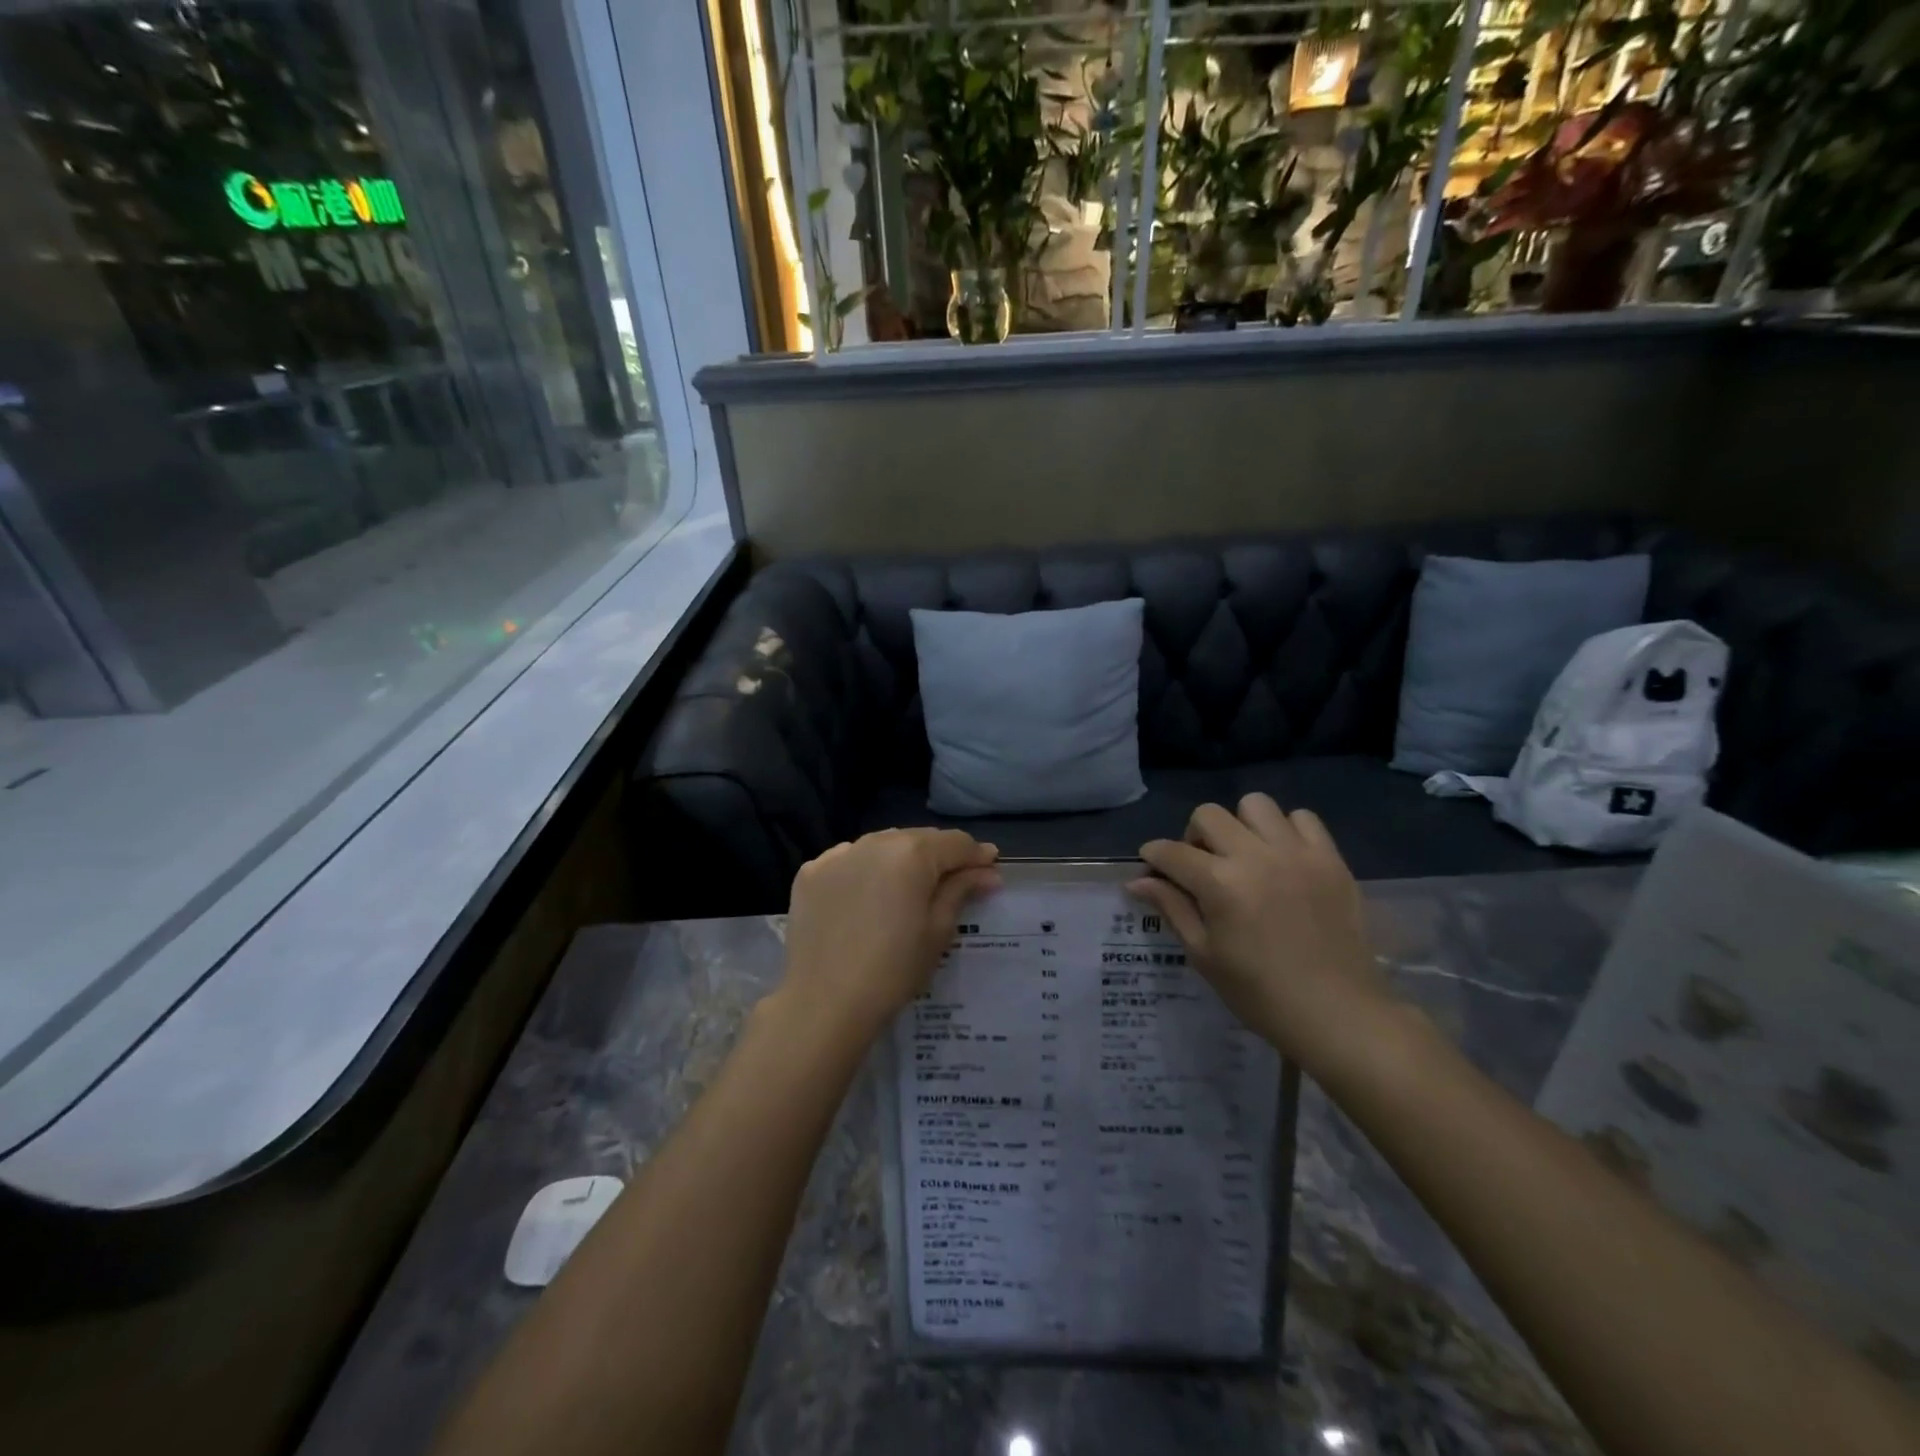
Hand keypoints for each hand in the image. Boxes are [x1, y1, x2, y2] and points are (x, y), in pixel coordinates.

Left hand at [780, 828, 1000, 1043]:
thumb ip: (961, 890)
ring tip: (910, 887)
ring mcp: (838, 855)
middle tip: (954, 881)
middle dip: (940, 856)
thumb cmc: (893, 970)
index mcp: (912, 852)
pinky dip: (864, 870)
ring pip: (882, 845)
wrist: (823, 1002)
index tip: (990, 871)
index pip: (956, 842)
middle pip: (919, 838)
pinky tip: (868, 896)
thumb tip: (987, 872)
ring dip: (901, 859)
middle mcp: (875, 841)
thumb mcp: (938, 931)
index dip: (977, 856)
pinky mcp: (811, 873)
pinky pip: (848, 861)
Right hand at [1131, 796, 1394, 1079]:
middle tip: (1201, 867)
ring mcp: (1297, 853)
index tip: (1152, 867)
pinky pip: (1303, 818)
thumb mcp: (1204, 955)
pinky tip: (1283, 858)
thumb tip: (1137, 882)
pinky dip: (1286, 830)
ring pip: (1255, 805)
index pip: (1171, 852)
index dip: (1153, 856)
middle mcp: (1256, 856)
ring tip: (1246, 856)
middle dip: (1193, 837)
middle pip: (1208, 815)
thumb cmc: (1260, 993)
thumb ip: (1172, 908)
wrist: (1337, 1014)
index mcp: (1220, 884)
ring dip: (1240, 826)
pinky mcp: (1331, 859)